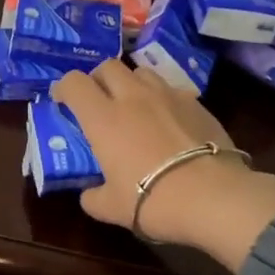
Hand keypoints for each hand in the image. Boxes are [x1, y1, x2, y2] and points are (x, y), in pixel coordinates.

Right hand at [51, 60, 274, 272]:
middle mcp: (133, 97)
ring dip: (131, 84)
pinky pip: (173, 90)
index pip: (74, 83)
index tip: (62, 100)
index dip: (64, 87)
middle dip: (98, 78)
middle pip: (109, 66)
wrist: (213, 197)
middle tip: (98, 100)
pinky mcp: (198, 103)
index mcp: (103, 118)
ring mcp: (169, 96)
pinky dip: (163, 99)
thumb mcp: (110, 207)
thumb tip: (89, 193)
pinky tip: (168, 122)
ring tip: (134, 106)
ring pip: (142, 72)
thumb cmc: (151, 200)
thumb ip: (92, 196)